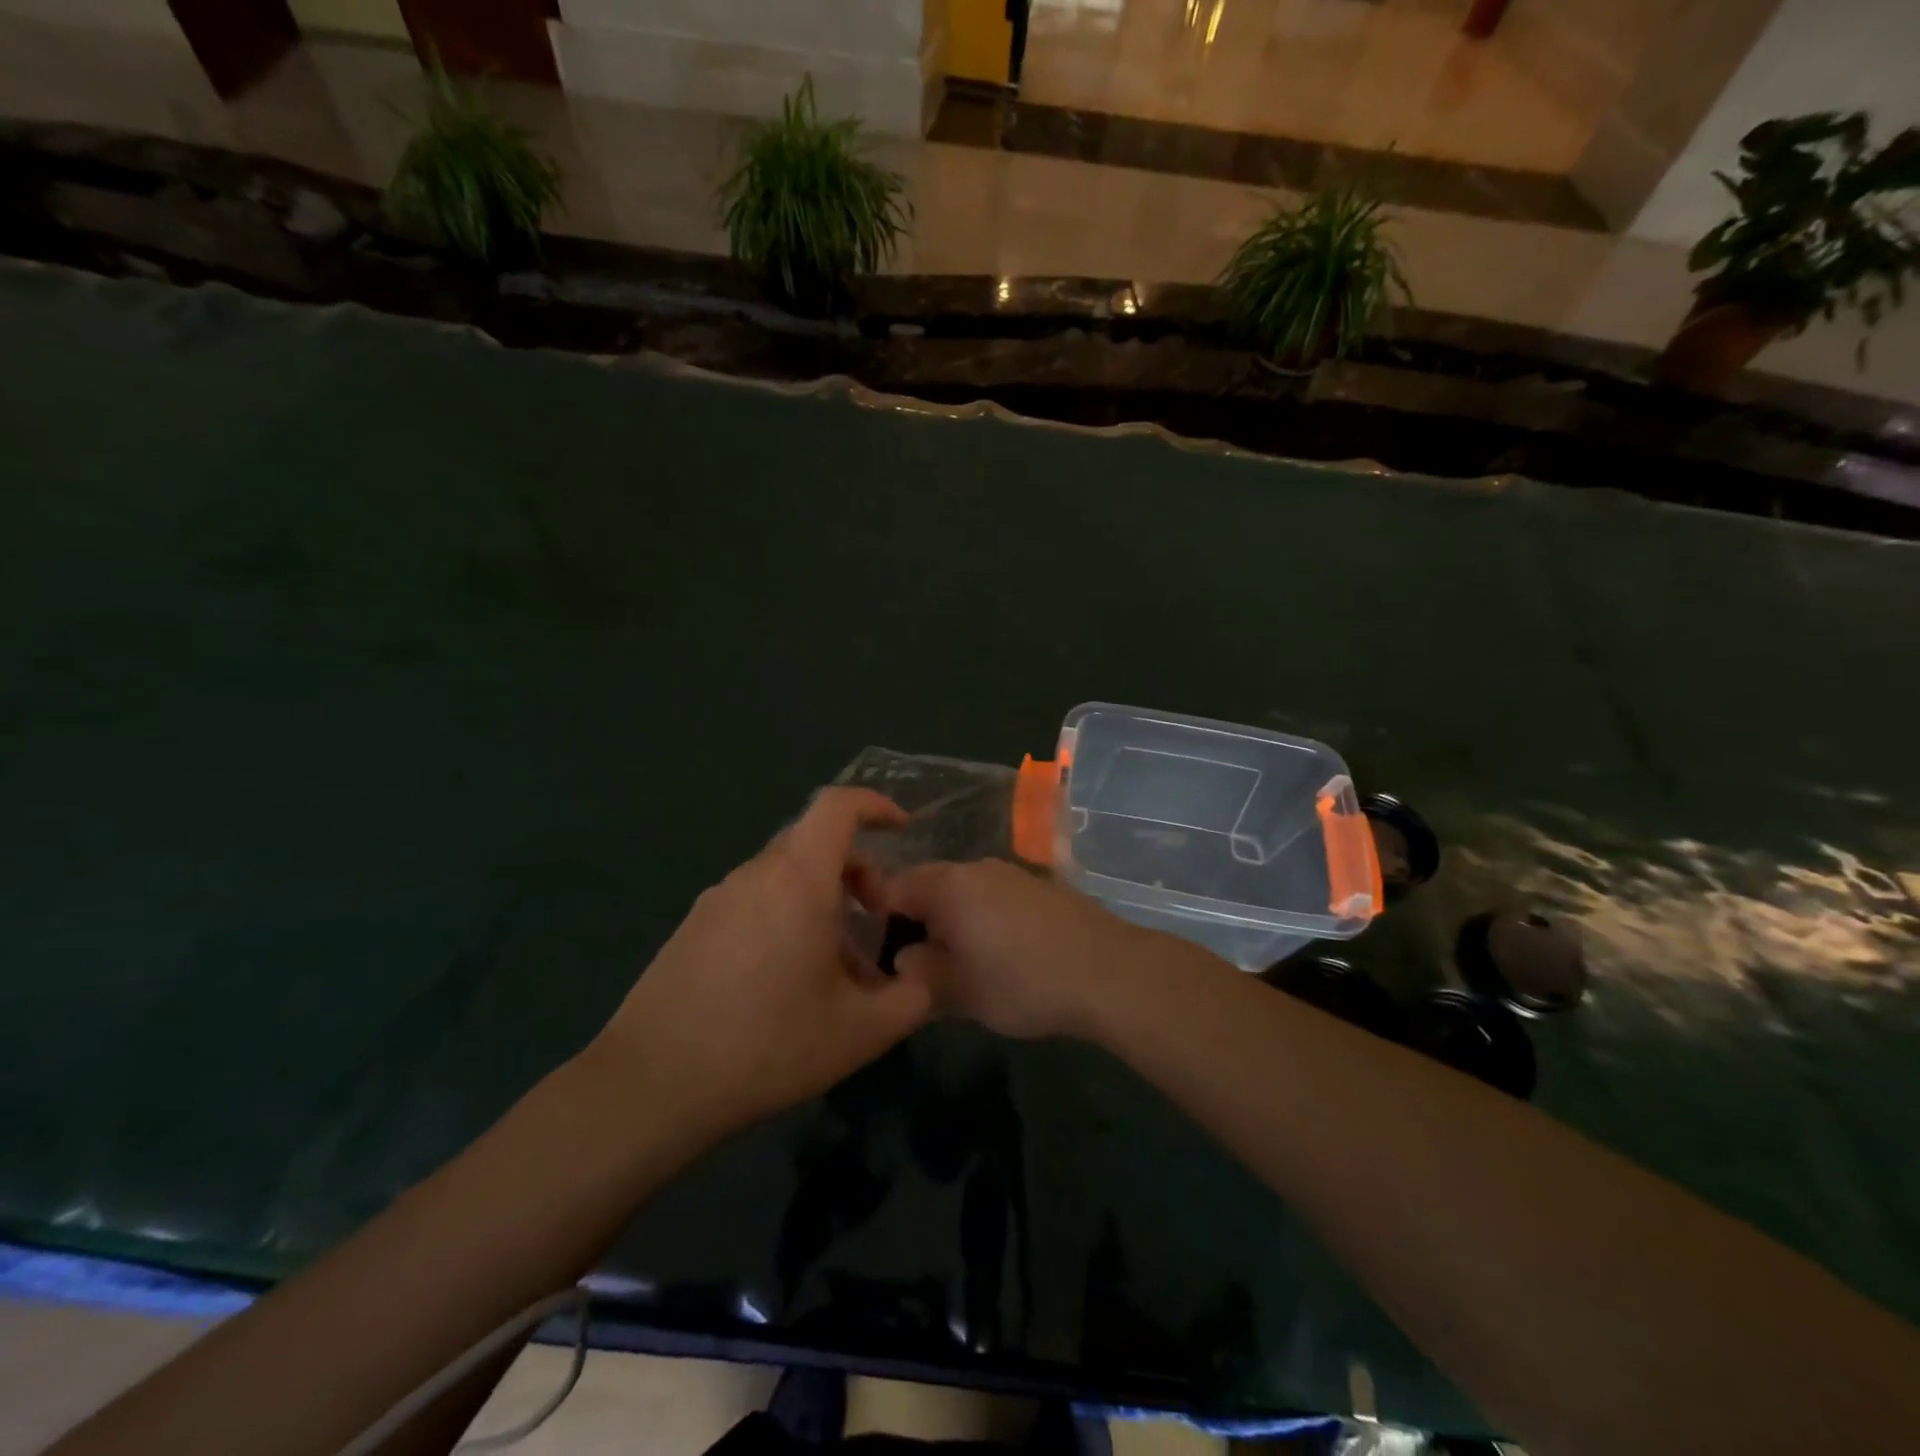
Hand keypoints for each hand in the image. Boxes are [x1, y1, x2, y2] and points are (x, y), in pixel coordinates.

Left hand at [590, 788, 933, 1136]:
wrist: (652, 1085)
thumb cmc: (767, 1045)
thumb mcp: (861, 1032)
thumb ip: (912, 997)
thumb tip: (922, 977)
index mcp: (797, 879)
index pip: (836, 807)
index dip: (875, 805)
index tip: (902, 829)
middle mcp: (754, 875)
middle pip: (814, 842)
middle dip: (856, 870)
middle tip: (873, 920)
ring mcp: (717, 899)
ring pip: (784, 875)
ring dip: (821, 899)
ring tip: (833, 964)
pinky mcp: (693, 926)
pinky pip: (754, 901)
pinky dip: (786, 916)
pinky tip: (785, 981)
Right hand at [885, 859, 1157, 1039]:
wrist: (1108, 971)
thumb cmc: (1022, 981)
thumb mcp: (958, 991)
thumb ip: (919, 973)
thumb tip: (904, 959)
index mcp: (948, 884)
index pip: (892, 887)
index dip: (876, 918)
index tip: (877, 953)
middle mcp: (976, 868)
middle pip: (928, 886)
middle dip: (917, 922)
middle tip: (918, 965)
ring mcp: (1012, 873)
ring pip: (963, 892)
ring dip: (953, 922)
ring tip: (959, 964)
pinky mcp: (1040, 886)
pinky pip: (994, 897)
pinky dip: (984, 920)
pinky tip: (1001, 954)